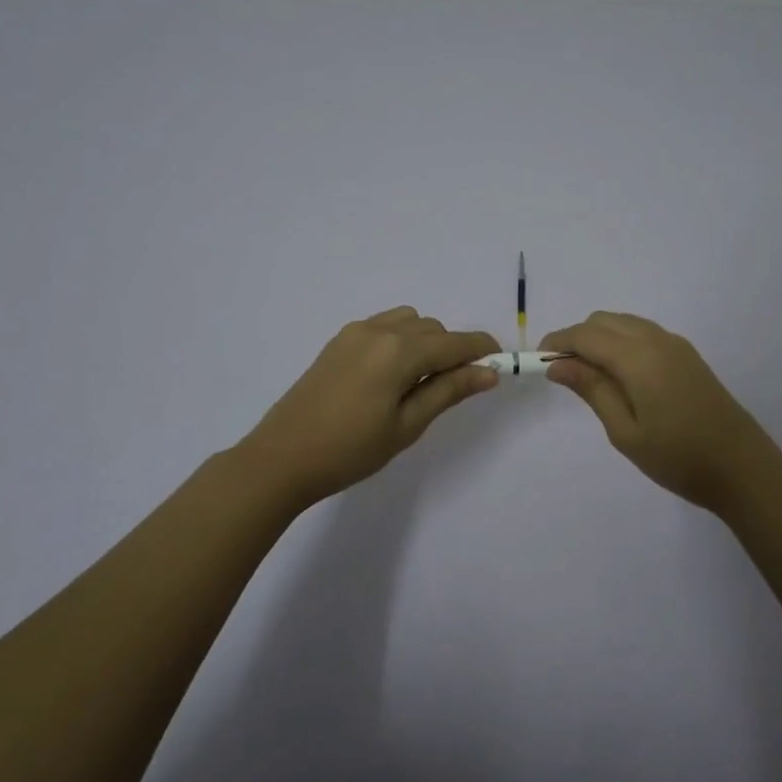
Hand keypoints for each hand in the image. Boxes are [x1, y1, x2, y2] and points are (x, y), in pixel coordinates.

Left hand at [238, 307, 499, 507]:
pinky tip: (392, 376)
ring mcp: (354, 333)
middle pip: (432, 329)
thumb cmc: (350, 450)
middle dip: (452, 350)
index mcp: (398, 351)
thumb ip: (449, 391)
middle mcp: (378, 330)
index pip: (454, 342)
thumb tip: (489, 372)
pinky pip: (383, 327)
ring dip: (425, 342)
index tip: (499, 365)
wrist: (282, 458)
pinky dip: (400, 341)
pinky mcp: (338, 341)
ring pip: (408, 323)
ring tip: (420, 383)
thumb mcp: (407, 425)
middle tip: (455, 388)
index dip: (482, 350)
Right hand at [540, 312, 781, 514]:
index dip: (558, 342)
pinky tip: (619, 376)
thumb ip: (592, 390)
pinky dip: (621, 342)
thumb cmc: (678, 458)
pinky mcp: (688, 355)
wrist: (742, 469)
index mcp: (639, 357)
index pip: (586, 335)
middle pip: (604, 321)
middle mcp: (657, 340)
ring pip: (624, 323)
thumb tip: (557, 365)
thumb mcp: (625, 431)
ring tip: (588, 377)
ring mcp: (676, 345)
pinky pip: (643, 333)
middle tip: (562, 374)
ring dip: (599, 339)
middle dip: (577, 338)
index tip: (538, 361)